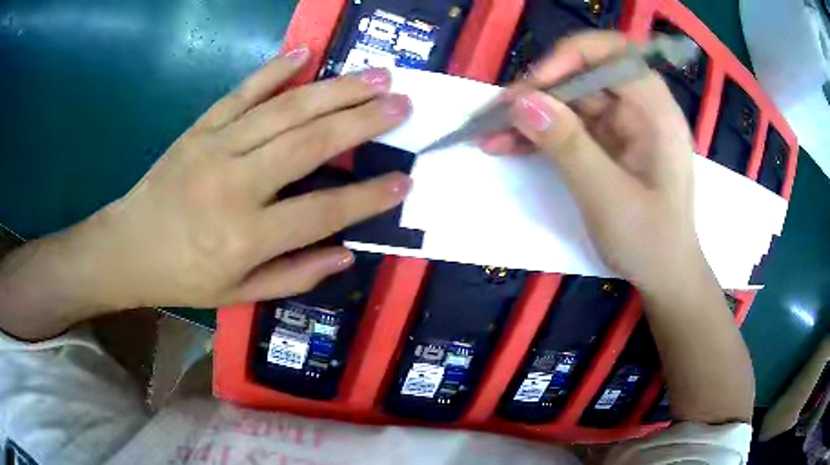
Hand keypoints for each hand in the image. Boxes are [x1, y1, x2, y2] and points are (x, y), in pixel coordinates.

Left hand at [25, 47, 411, 312]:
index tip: (405, 180)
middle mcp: (235, 185)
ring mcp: (215, 148)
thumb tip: (347, 254)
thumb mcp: (238, 294)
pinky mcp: (199, 128)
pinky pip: (241, 92)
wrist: (127, 248)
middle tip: (402, 103)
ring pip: (284, 110)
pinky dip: (273, 70)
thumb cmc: (183, 278)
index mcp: (246, 237)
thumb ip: (294, 276)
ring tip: (375, 76)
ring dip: (335, 89)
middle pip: (309, 143)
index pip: (322, 212)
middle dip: (363, 121)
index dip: (368, 197)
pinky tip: (304, 52)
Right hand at [481, 31, 699, 292]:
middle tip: (497, 113)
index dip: (570, 59)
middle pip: (585, 76)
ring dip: (531, 114)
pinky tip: (507, 145)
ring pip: (571, 102)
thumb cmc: (649, 242)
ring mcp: (623, 126)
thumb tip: (521, 101)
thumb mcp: (608, 197)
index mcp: (656, 112)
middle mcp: (640, 109)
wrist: (663, 276)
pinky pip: (569, 127)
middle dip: (539, 91)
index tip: (533, 86)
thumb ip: (568, 146)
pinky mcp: (608, 143)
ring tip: (490, 132)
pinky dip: (540, 134)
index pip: (613, 56)